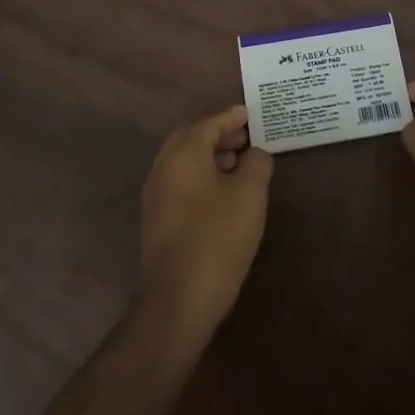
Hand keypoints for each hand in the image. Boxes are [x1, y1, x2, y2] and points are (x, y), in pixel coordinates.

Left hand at [137, 105, 274, 347]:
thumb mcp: (249, 195)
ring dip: (212, 156)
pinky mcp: (158, 220)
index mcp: (183, 153)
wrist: (178, 301)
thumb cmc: (217, 237)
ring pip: (186, 161)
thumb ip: (257, 163)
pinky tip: (225, 194)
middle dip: (220, 134)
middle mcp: (164, 167)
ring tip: (241, 163)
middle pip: (193, 138)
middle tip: (248, 136)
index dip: (234, 116)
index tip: (253, 113)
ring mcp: (157, 195)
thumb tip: (256, 153)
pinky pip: (182, 182)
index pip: (210, 122)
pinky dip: (203, 176)